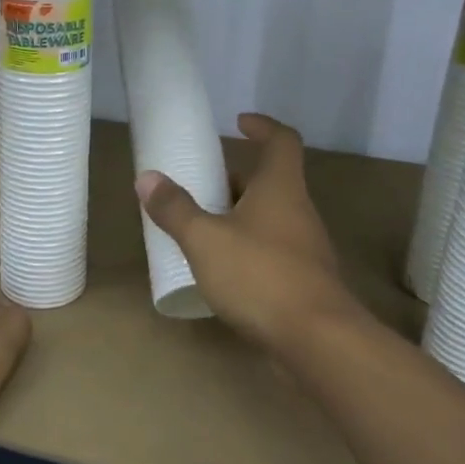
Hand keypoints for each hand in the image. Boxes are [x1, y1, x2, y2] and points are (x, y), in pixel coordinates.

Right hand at [136, 113, 359, 353]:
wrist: (316, 340)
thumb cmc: (260, 276)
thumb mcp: (205, 240)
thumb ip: (175, 210)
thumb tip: (147, 178)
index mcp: (281, 189)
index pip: (282, 141)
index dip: (262, 126)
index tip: (238, 123)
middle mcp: (298, 211)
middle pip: (271, 181)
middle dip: (236, 179)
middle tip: (200, 184)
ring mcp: (305, 248)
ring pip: (270, 218)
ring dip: (239, 215)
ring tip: (202, 226)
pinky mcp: (303, 281)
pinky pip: (271, 250)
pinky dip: (247, 248)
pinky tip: (221, 269)